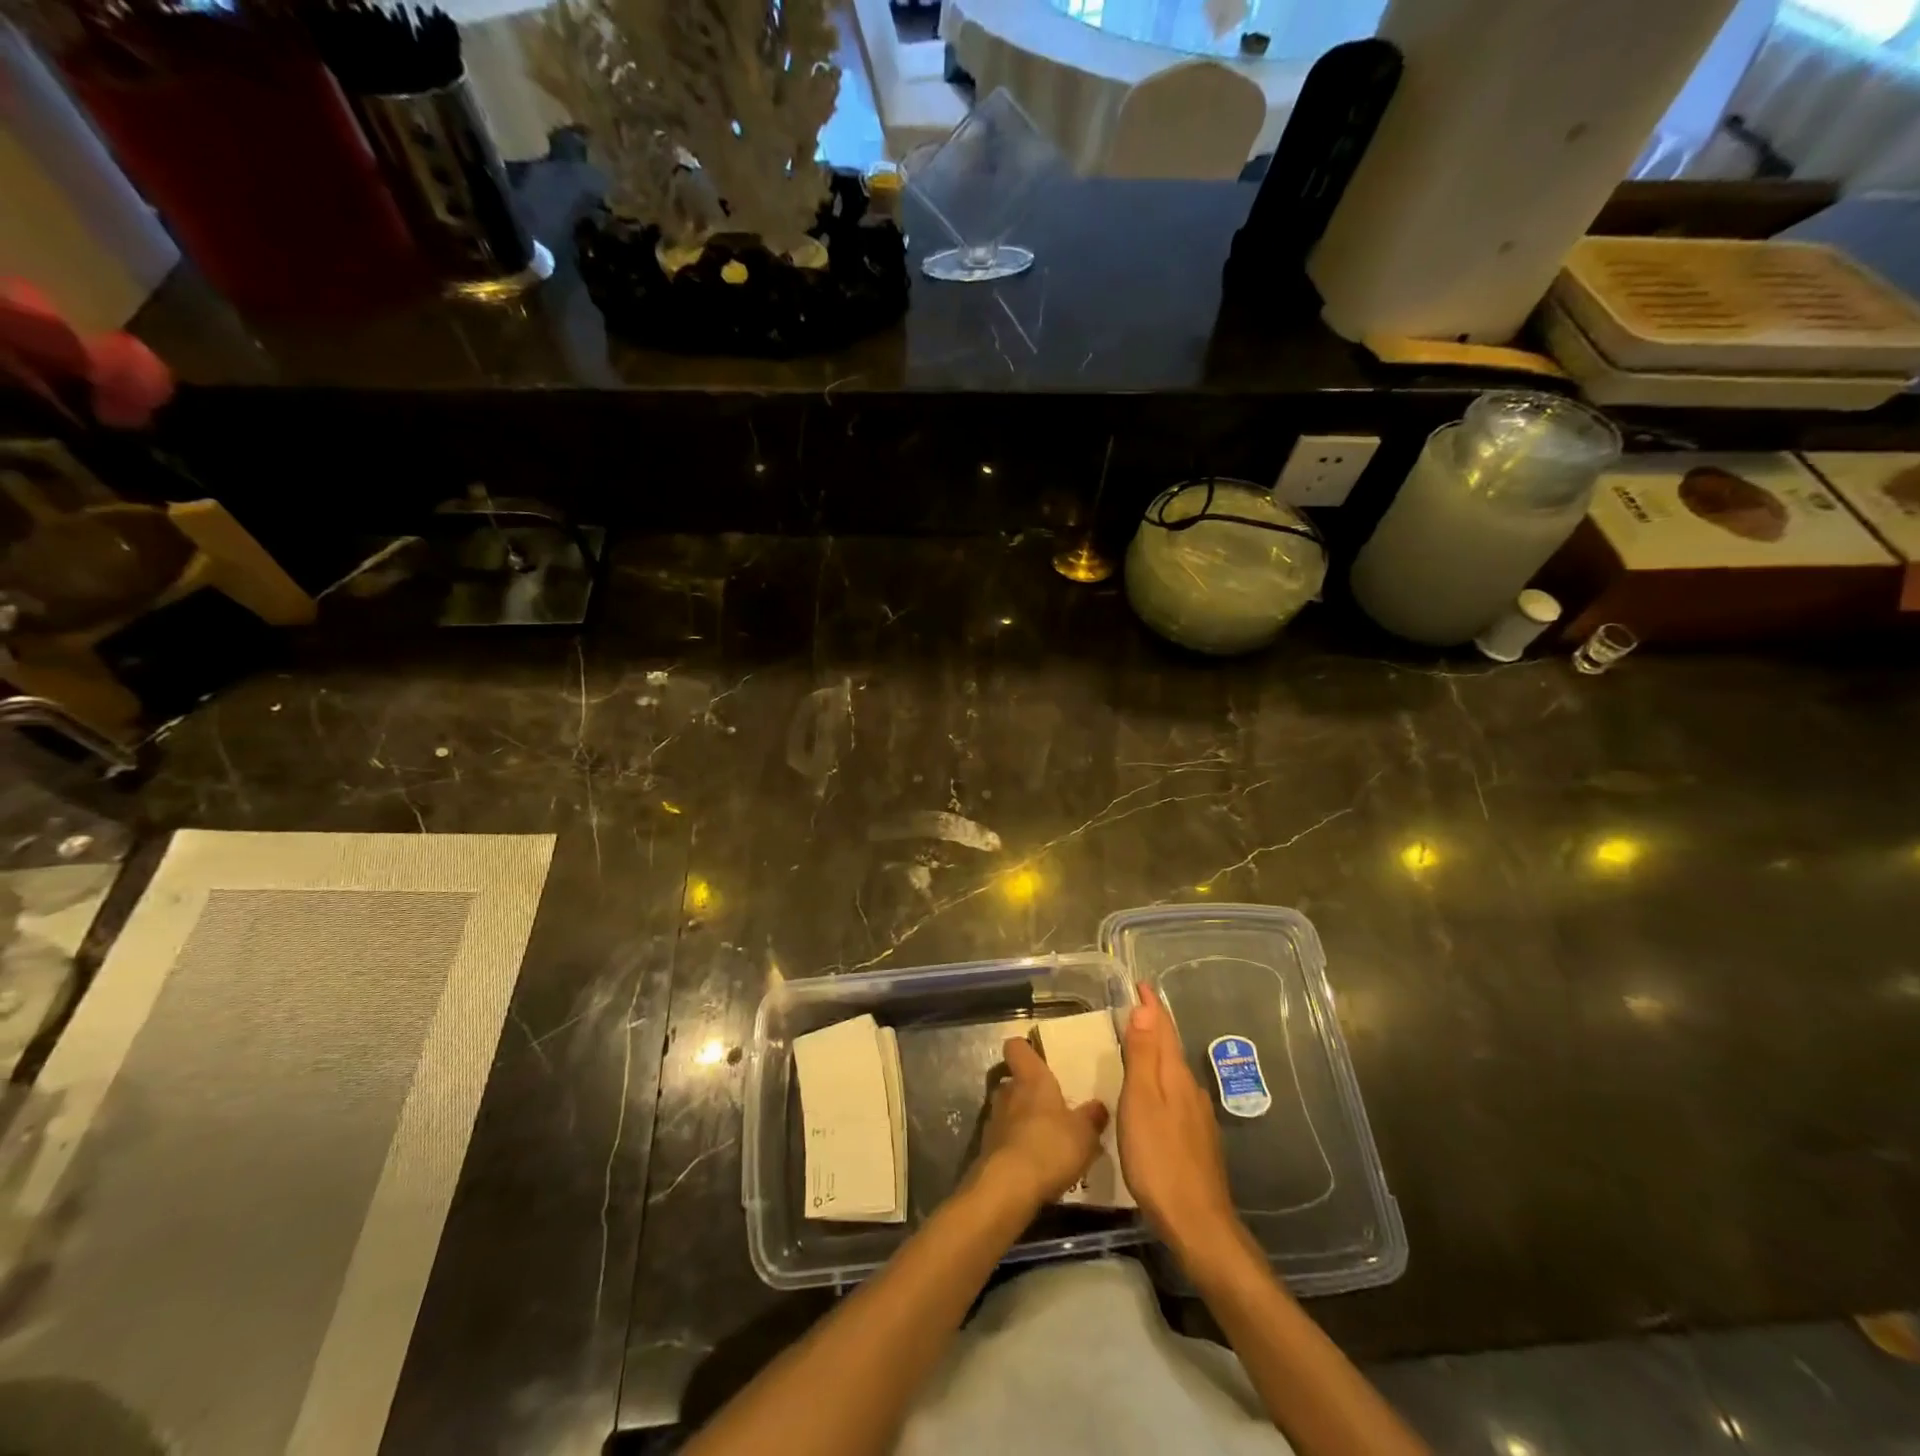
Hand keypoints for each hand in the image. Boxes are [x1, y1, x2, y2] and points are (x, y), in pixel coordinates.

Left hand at [975, 1035, 1109, 1211]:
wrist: (1008, 1187)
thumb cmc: (1050, 1147)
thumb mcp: (1084, 1134)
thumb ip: (1092, 1118)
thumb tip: (1098, 1106)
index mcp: (1031, 1079)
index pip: (1016, 1047)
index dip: (1024, 1049)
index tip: (1037, 1057)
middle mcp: (1008, 1092)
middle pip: (1012, 1081)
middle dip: (1028, 1091)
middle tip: (1050, 1106)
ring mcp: (993, 1121)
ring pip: (1007, 1110)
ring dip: (1021, 1120)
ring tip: (1045, 1139)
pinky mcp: (987, 1149)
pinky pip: (1004, 1139)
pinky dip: (1015, 1146)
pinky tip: (1034, 1164)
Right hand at [1119, 985, 1240, 1261]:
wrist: (1197, 1223)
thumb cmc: (1159, 1158)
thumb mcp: (1141, 1103)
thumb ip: (1143, 1056)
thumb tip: (1145, 1008)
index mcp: (1175, 1077)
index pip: (1163, 1030)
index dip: (1151, 1006)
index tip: (1142, 984)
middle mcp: (1190, 1090)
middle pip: (1170, 1048)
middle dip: (1154, 1025)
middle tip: (1136, 1006)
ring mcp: (1197, 1116)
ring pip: (1174, 1072)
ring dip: (1158, 1052)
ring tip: (1139, 1044)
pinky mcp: (1197, 1140)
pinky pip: (1176, 1094)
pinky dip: (1162, 1080)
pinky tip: (1154, 1094)